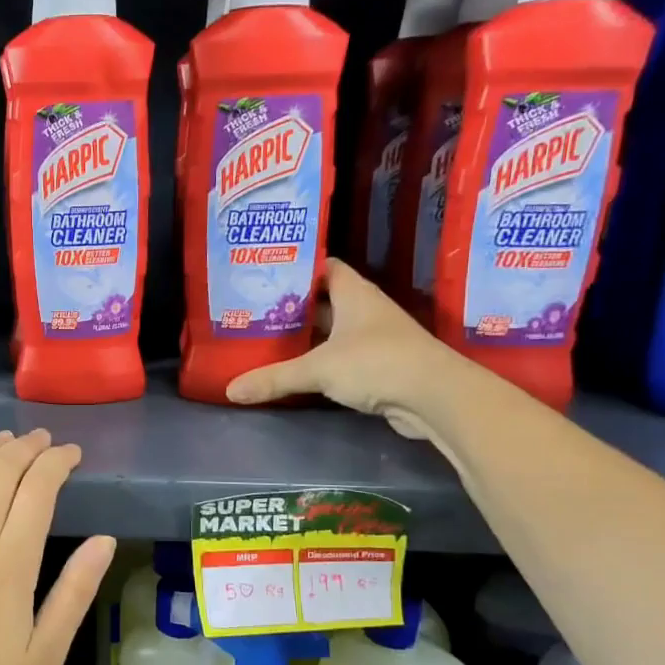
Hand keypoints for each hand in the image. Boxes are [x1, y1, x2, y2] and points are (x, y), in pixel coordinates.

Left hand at [0, 429, 114, 664]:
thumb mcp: (47, 653)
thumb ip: (75, 591)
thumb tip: (105, 539)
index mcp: (11, 564)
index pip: (39, 489)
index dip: (57, 462)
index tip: (71, 454)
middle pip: (1, 471)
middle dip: (26, 447)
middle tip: (43, 440)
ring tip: (4, 438)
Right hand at [225, 257, 453, 436]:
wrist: (435, 397)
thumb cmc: (376, 363)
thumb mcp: (318, 369)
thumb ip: (274, 377)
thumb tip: (230, 390)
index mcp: (354, 293)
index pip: (323, 267)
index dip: (296, 268)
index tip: (264, 276)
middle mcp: (365, 310)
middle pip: (323, 301)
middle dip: (292, 307)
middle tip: (254, 311)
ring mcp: (374, 338)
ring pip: (331, 331)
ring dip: (305, 337)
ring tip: (265, 339)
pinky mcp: (378, 366)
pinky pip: (340, 357)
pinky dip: (319, 361)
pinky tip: (295, 370)